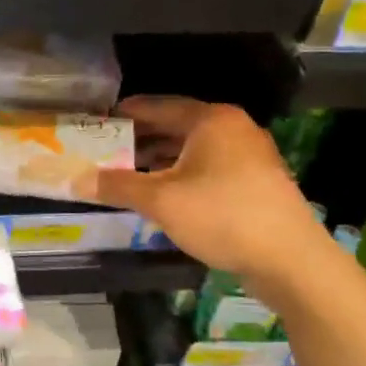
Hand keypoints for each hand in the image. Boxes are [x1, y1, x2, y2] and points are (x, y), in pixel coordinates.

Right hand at [97, 96, 323, 274]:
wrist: (289, 259)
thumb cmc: (221, 215)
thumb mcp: (160, 200)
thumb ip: (117, 186)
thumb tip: (76, 180)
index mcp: (211, 120)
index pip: (159, 106)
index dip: (128, 113)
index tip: (101, 120)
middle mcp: (233, 128)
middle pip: (178, 126)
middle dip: (142, 138)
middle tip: (109, 149)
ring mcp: (250, 155)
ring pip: (195, 149)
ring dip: (163, 159)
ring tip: (130, 173)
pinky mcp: (258, 181)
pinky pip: (211, 167)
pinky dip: (185, 174)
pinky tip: (166, 194)